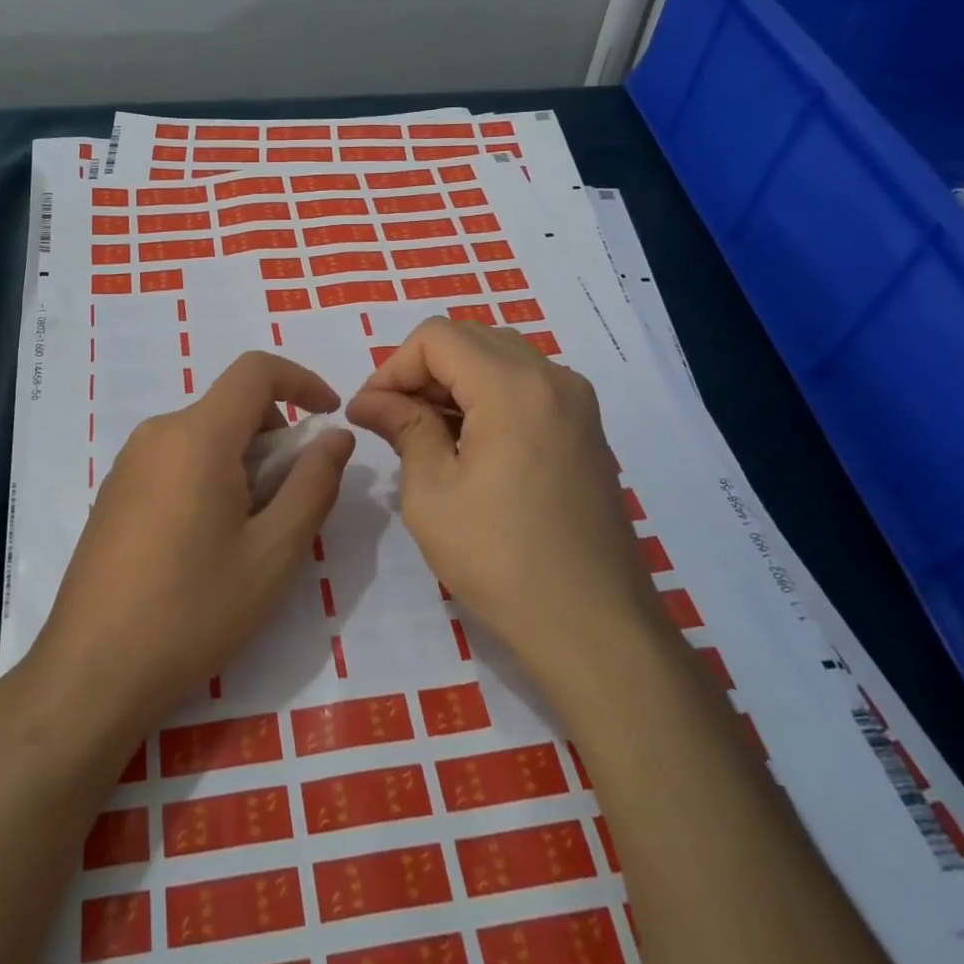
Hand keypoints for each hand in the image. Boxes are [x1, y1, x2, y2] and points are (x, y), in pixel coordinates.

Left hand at [32, 352, 355, 745]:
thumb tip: (335, 437)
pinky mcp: (114, 493)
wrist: (91, 673)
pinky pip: (176, 461)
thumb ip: (313, 484)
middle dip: (275, 438)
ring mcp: (128, 464)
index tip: (330, 416)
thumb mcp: (273, 553)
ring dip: (243, 463)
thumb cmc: (193, 612)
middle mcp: (156, 435)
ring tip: (250, 534)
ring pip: (205, 437)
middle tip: (291, 502)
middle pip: (230, 407)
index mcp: (196, 436)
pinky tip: (207, 545)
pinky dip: (210, 477)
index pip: (255, 370)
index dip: (301, 380)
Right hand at [346, 317, 662, 677]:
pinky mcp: (585, 429)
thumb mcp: (432, 493)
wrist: (594, 625)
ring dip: (453, 381)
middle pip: (470, 339)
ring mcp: (577, 402)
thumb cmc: (500, 560)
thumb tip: (370, 400)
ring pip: (499, 357)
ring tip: (423, 432)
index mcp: (513, 387)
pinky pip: (526, 385)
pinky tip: (466, 444)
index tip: (369, 412)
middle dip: (420, 370)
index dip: (392, 366)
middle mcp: (553, 378)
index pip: (437, 337)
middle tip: (390, 419)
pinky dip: (486, 396)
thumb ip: (403, 428)